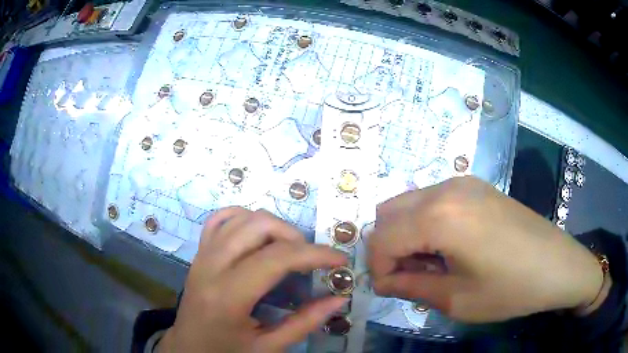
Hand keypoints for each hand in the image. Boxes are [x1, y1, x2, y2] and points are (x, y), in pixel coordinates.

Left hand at [158, 207, 346, 351]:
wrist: (188, 348)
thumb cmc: (226, 352)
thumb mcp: (268, 347)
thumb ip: (305, 323)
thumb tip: (338, 299)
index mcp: (228, 296)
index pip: (277, 259)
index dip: (314, 254)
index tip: (339, 260)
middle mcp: (211, 266)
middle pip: (258, 226)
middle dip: (294, 236)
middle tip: (310, 259)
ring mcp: (202, 255)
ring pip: (240, 217)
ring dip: (272, 225)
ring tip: (288, 248)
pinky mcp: (198, 253)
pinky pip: (219, 219)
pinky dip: (243, 217)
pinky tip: (257, 234)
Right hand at [368, 176, 603, 322]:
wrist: (557, 265)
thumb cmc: (511, 288)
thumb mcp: (456, 300)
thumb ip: (410, 287)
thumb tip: (383, 281)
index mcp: (440, 216)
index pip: (382, 238)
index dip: (377, 268)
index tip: (389, 290)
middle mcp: (446, 189)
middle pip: (388, 214)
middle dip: (388, 248)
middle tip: (408, 277)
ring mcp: (462, 182)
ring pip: (408, 204)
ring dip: (406, 235)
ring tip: (430, 264)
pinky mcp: (475, 186)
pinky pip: (432, 200)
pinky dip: (425, 224)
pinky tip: (448, 247)